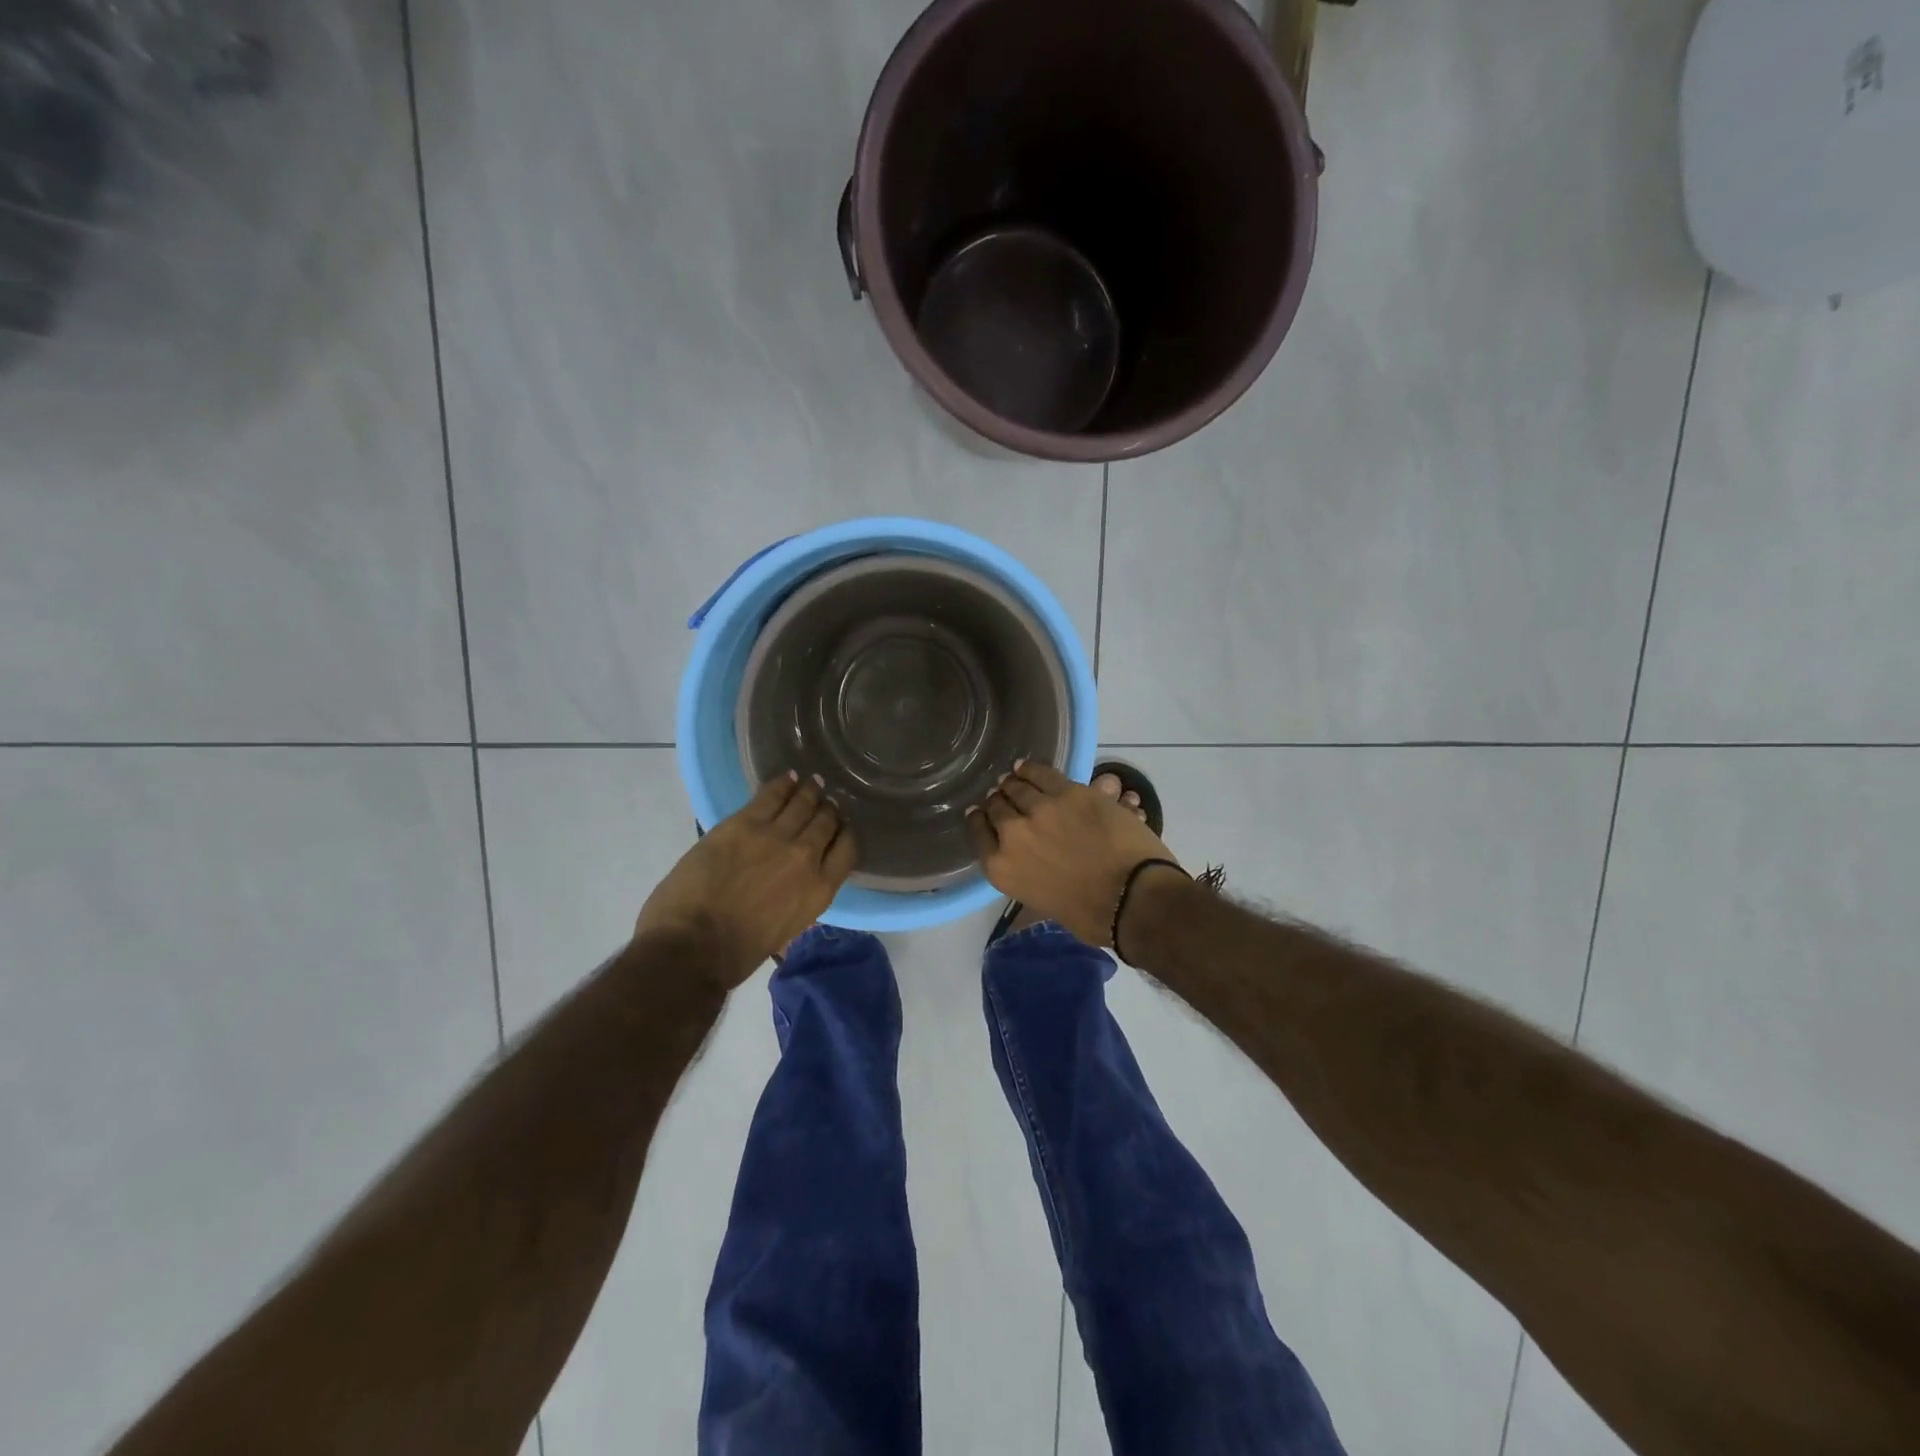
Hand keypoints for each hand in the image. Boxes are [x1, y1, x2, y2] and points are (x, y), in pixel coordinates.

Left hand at [635, 773, 856, 988]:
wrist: (692, 946)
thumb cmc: (736, 953)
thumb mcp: (786, 929)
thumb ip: (799, 899)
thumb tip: (796, 885)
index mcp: (820, 890)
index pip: (847, 849)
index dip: (844, 834)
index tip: (840, 828)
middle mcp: (807, 857)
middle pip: (826, 821)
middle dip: (828, 810)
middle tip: (826, 802)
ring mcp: (776, 836)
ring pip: (802, 803)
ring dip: (809, 792)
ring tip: (812, 784)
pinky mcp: (745, 823)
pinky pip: (771, 795)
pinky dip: (782, 785)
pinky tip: (787, 778)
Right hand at [965, 761, 1181, 946]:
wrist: (1131, 898)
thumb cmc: (1091, 916)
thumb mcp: (1043, 901)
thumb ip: (1028, 875)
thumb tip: (1032, 861)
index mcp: (1002, 868)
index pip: (979, 834)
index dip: (979, 820)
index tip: (980, 813)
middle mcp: (1012, 834)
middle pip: (996, 808)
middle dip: (997, 801)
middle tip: (1000, 796)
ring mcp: (1040, 809)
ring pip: (1018, 787)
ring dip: (1013, 784)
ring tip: (1012, 780)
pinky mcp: (1070, 792)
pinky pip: (1043, 774)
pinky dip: (1032, 770)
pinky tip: (1026, 768)